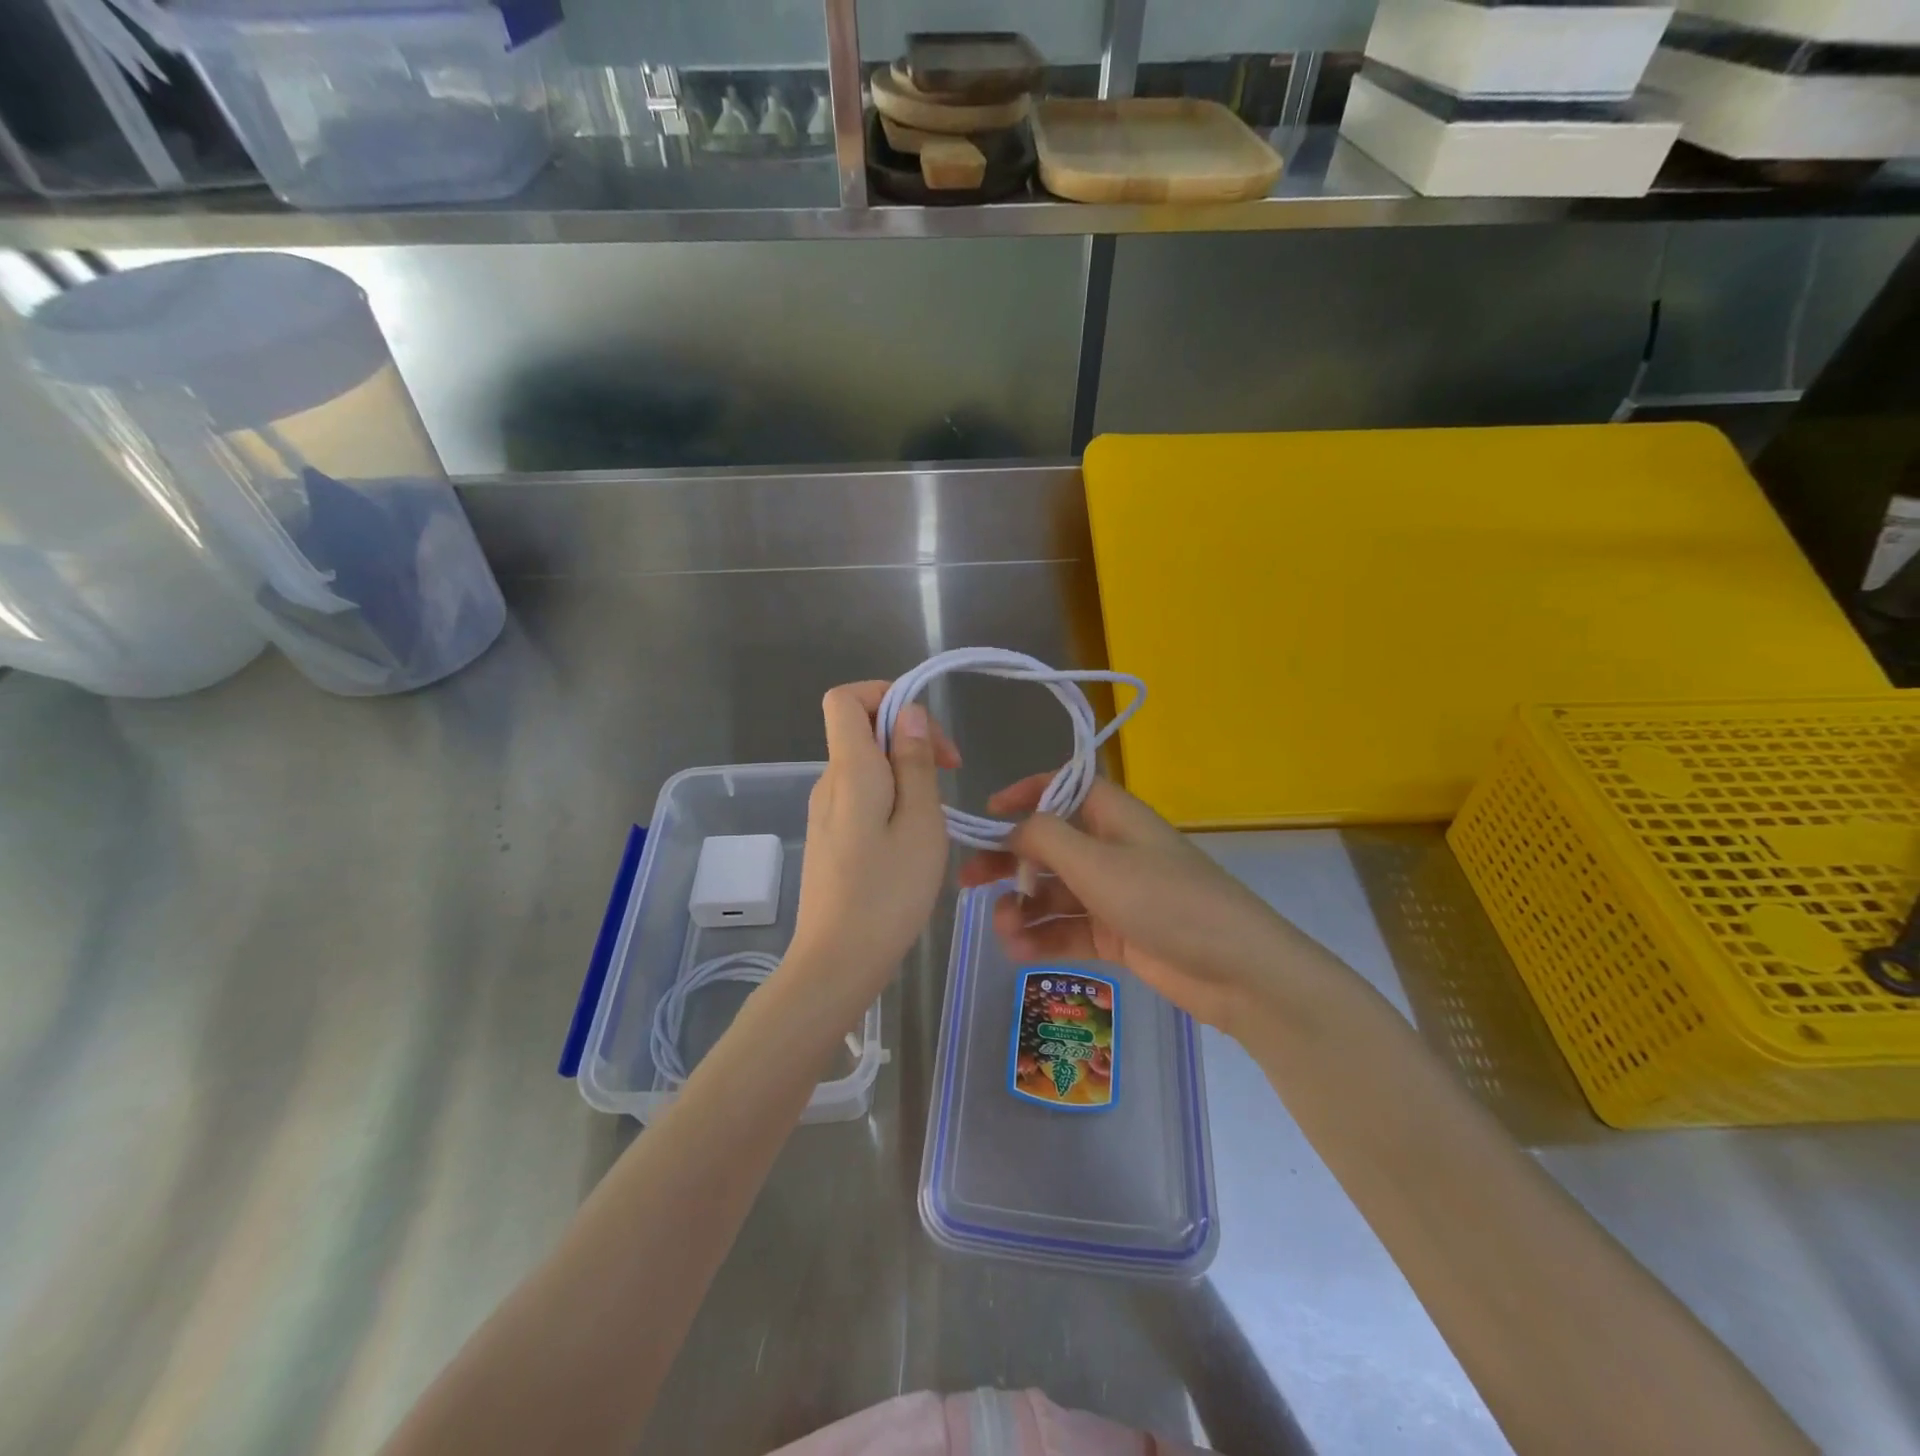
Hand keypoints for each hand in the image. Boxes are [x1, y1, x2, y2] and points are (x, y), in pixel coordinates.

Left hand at [787, 681, 958, 1008]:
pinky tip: (911, 840)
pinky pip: (861, 797)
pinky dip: (890, 800)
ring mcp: (824, 812)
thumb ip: (914, 762)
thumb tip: (908, 712)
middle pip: (861, 731)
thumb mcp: (920, 823)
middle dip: (908, 739)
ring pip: (866, 767)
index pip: (846, 698)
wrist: (837, 962)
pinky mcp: (829, 838)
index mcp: (849, 769)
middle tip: (950, 775)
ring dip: (904, 773)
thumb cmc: (888, 893)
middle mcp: (829, 782)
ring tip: (935, 817)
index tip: (926, 734)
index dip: (886, 696)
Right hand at [958, 776, 1317, 1034]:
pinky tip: (1018, 950)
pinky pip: (1067, 927)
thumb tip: (1013, 828)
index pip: (1061, 788)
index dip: (1024, 794)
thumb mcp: (1097, 862)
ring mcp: (1113, 893)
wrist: (1236, 970)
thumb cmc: (1164, 900)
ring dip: (1023, 907)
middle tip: (966, 882)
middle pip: (1047, 845)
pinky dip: (1042, 936)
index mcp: (1112, 816)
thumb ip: (1045, 838)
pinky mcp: (1116, 933)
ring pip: (1053, 891)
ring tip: (1003, 929)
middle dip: (1007, 861)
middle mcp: (1110, 848)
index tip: (986, 812)